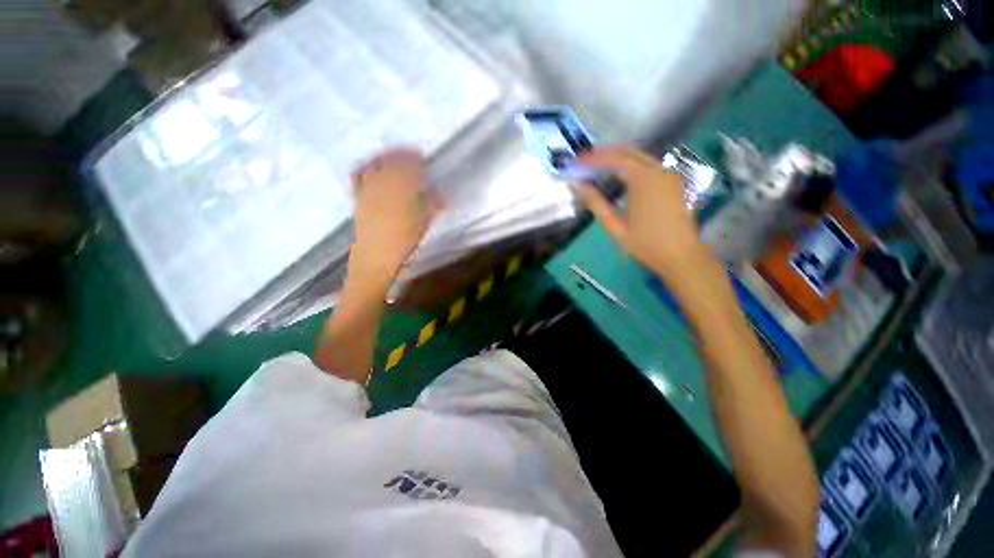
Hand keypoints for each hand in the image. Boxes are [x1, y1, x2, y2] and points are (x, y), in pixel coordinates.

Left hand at [349, 149, 441, 283]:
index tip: (422, 158)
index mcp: (404, 187)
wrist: (377, 257)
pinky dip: (365, 167)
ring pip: (375, 163)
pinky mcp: (357, 196)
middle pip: (392, 159)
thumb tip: (440, 195)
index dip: (416, 158)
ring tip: (392, 159)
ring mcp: (368, 187)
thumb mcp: (424, 222)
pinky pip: (358, 174)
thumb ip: (432, 205)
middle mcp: (384, 182)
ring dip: (385, 157)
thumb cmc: (405, 241)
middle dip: (402, 155)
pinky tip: (370, 168)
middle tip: (411, 157)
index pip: (410, 163)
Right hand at [576, 146, 709, 276]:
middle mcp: (660, 170)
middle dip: (606, 153)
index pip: (616, 159)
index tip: (577, 161)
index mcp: (645, 181)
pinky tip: (621, 175)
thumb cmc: (646, 245)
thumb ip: (597, 204)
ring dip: (619, 158)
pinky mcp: (675, 182)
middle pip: (630, 151)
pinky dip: (632, 165)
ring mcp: (671, 175)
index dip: (594, 158)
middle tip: (586, 161)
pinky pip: (651, 165)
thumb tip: (580, 186)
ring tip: (599, 166)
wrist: (681, 257)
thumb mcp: (616, 227)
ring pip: (641, 156)